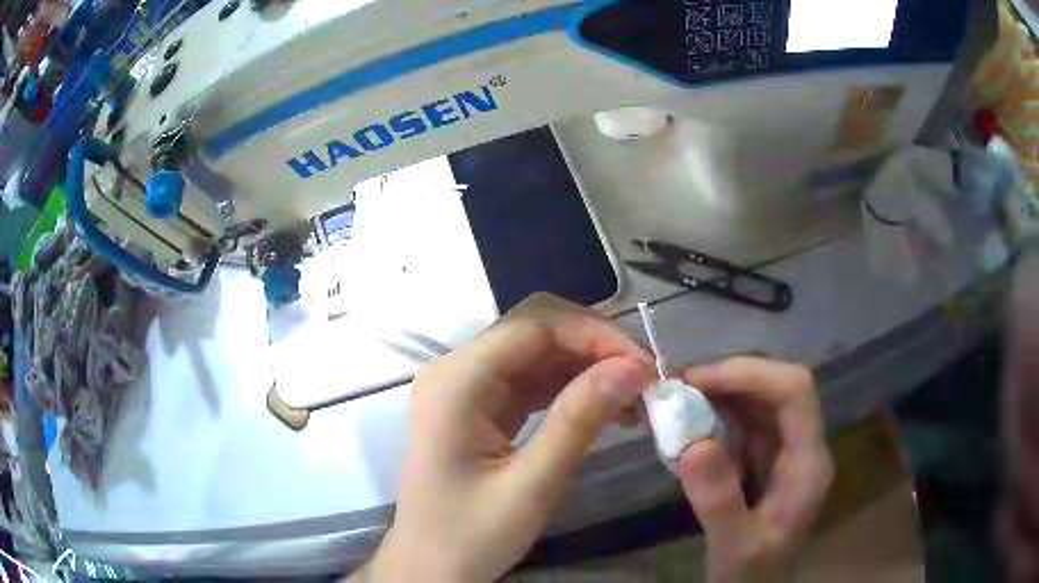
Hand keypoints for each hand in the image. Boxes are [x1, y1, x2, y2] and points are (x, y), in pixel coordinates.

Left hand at [366, 294, 653, 581]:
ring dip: (588, 367)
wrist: (430, 567)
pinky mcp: (479, 406)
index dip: (595, 337)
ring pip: (538, 353)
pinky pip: (531, 380)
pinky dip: (571, 387)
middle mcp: (456, 371)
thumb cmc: (470, 537)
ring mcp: (466, 387)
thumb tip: (633, 368)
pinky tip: (604, 406)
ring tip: (634, 397)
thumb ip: (579, 422)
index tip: (645, 368)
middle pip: (536, 330)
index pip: (535, 328)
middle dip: (595, 347)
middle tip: (644, 380)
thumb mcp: (531, 487)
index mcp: (455, 383)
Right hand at [677, 357, 833, 582]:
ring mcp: (787, 450)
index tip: (697, 380)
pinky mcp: (768, 458)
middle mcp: (804, 446)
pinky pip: (746, 420)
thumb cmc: (752, 574)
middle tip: (679, 385)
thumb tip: (692, 444)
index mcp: (808, 463)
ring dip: (722, 391)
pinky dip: (718, 411)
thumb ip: (719, 501)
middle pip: (779, 387)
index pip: (795, 392)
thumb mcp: (734, 547)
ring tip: (678, 397)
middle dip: (731, 377)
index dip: (750, 373)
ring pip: (762, 399)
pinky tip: (691, 420)